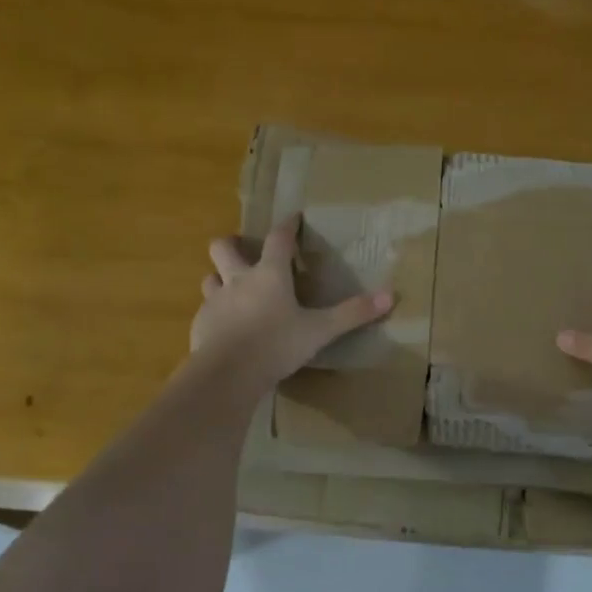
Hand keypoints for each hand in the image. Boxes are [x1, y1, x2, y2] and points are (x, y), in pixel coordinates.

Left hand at [191, 215, 394, 387]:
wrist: (228, 373)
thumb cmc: (277, 344)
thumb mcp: (321, 331)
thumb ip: (353, 313)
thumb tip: (390, 295)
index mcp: (270, 275)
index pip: (278, 239)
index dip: (287, 226)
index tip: (293, 217)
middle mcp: (239, 280)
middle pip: (224, 248)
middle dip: (232, 244)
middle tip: (244, 251)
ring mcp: (215, 302)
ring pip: (210, 277)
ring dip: (219, 278)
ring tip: (232, 289)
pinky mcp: (201, 325)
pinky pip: (206, 310)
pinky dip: (216, 313)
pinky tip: (225, 328)